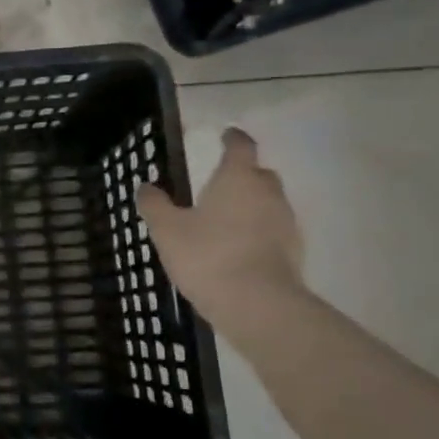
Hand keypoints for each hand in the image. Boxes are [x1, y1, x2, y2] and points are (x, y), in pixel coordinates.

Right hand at [138, 128, 304, 327]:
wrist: (257, 304)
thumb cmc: (208, 256)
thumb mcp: (167, 230)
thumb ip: (155, 205)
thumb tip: (145, 186)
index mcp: (238, 178)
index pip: (240, 146)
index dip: (232, 139)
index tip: (226, 135)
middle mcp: (268, 193)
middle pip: (260, 174)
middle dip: (243, 175)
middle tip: (221, 185)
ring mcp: (286, 223)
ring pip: (269, 204)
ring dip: (251, 207)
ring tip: (226, 222)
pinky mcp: (294, 252)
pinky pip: (274, 232)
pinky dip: (259, 233)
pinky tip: (239, 250)